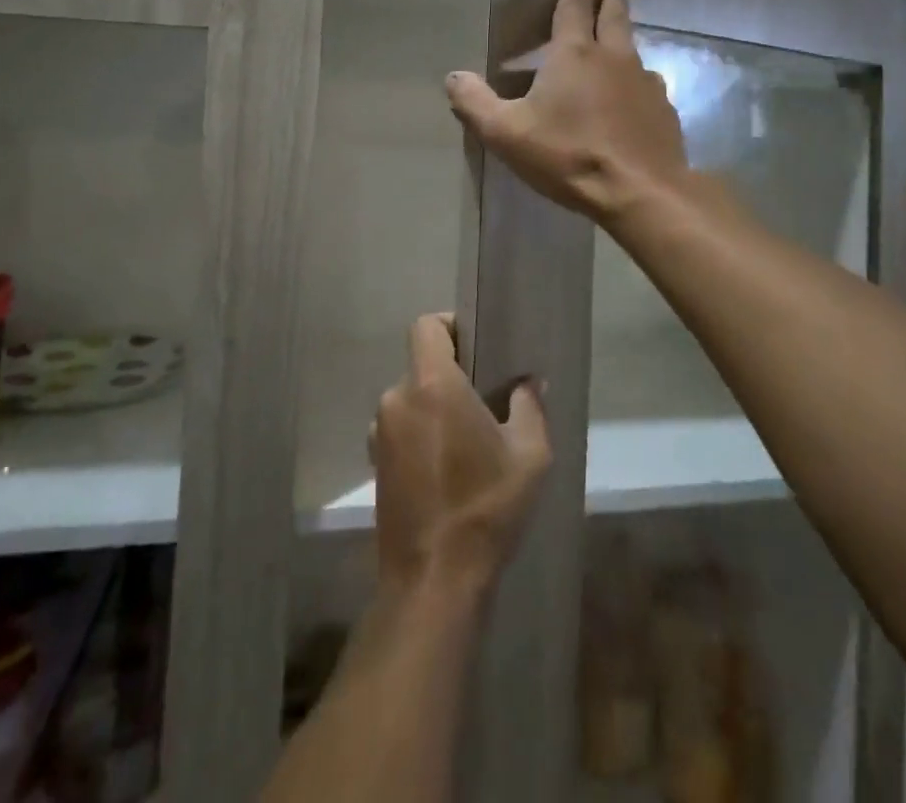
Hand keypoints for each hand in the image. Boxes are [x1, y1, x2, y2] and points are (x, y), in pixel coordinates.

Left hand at [373, 314, 551, 598]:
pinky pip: (400, 428)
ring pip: (411, 398)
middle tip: (485, 397)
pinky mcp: (375, 463)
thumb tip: (527, 383)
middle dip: (451, 373)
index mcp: (431, 384)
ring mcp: (380, 433)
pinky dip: (421, 433)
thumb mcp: (530, 454)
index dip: (451, 326)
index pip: (426, 325)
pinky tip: (447, 466)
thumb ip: (529, 405)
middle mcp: (397, 398)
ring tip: (468, 437)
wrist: (433, 581)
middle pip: (421, 364)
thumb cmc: (485, 507)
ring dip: (435, 407)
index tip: (477, 346)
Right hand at [446, 0, 689, 224]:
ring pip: (634, 48)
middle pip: (615, 15)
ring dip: (624, 36)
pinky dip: (637, 79)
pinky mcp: (663, 109)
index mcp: (575, 54)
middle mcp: (615, 57)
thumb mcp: (507, 134)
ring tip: (617, 38)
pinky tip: (633, 95)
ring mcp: (645, 82)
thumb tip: (453, 76)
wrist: (640, 191)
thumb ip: (476, 103)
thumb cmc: (569, 155)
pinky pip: (648, 83)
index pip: (576, 7)